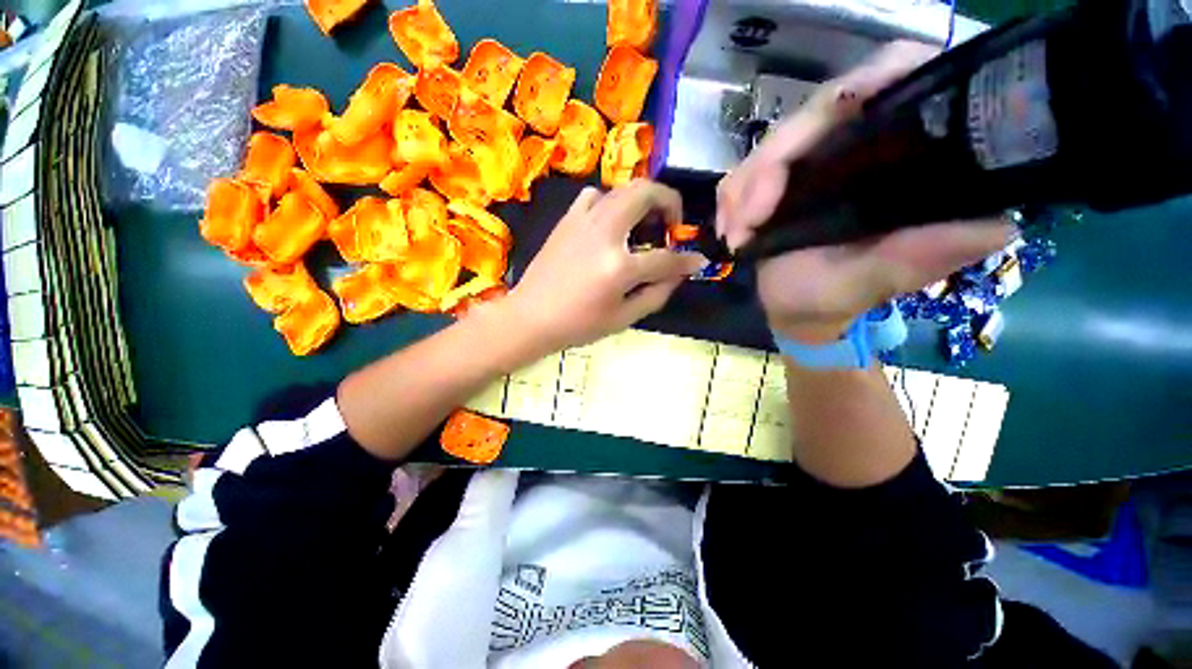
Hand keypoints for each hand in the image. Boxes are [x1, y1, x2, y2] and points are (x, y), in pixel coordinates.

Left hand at [506, 180, 706, 353]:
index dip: (687, 260)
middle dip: (669, 202)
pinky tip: (609, 225)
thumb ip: (656, 293)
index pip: (666, 258)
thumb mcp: (623, 318)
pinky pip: (595, 196)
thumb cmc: (577, 325)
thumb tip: (679, 274)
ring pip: (622, 189)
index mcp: (619, 267)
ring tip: (642, 225)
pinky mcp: (567, 220)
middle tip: (670, 225)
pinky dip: (611, 203)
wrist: (530, 317)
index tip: (697, 260)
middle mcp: (604, 233)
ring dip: (642, 201)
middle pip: (646, 193)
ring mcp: (583, 221)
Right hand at [716, 41, 1013, 342]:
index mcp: (901, 157)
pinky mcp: (777, 180)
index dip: (864, 85)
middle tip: (745, 224)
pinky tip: (730, 231)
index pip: (895, 82)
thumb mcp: (877, 281)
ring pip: (771, 145)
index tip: (816, 135)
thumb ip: (920, 256)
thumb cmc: (835, 299)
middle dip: (768, 168)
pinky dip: (731, 200)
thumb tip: (999, 225)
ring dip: (742, 190)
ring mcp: (813, 159)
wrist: (794, 310)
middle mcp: (860, 145)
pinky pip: (745, 172)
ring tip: (736, 236)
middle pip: (815, 115)